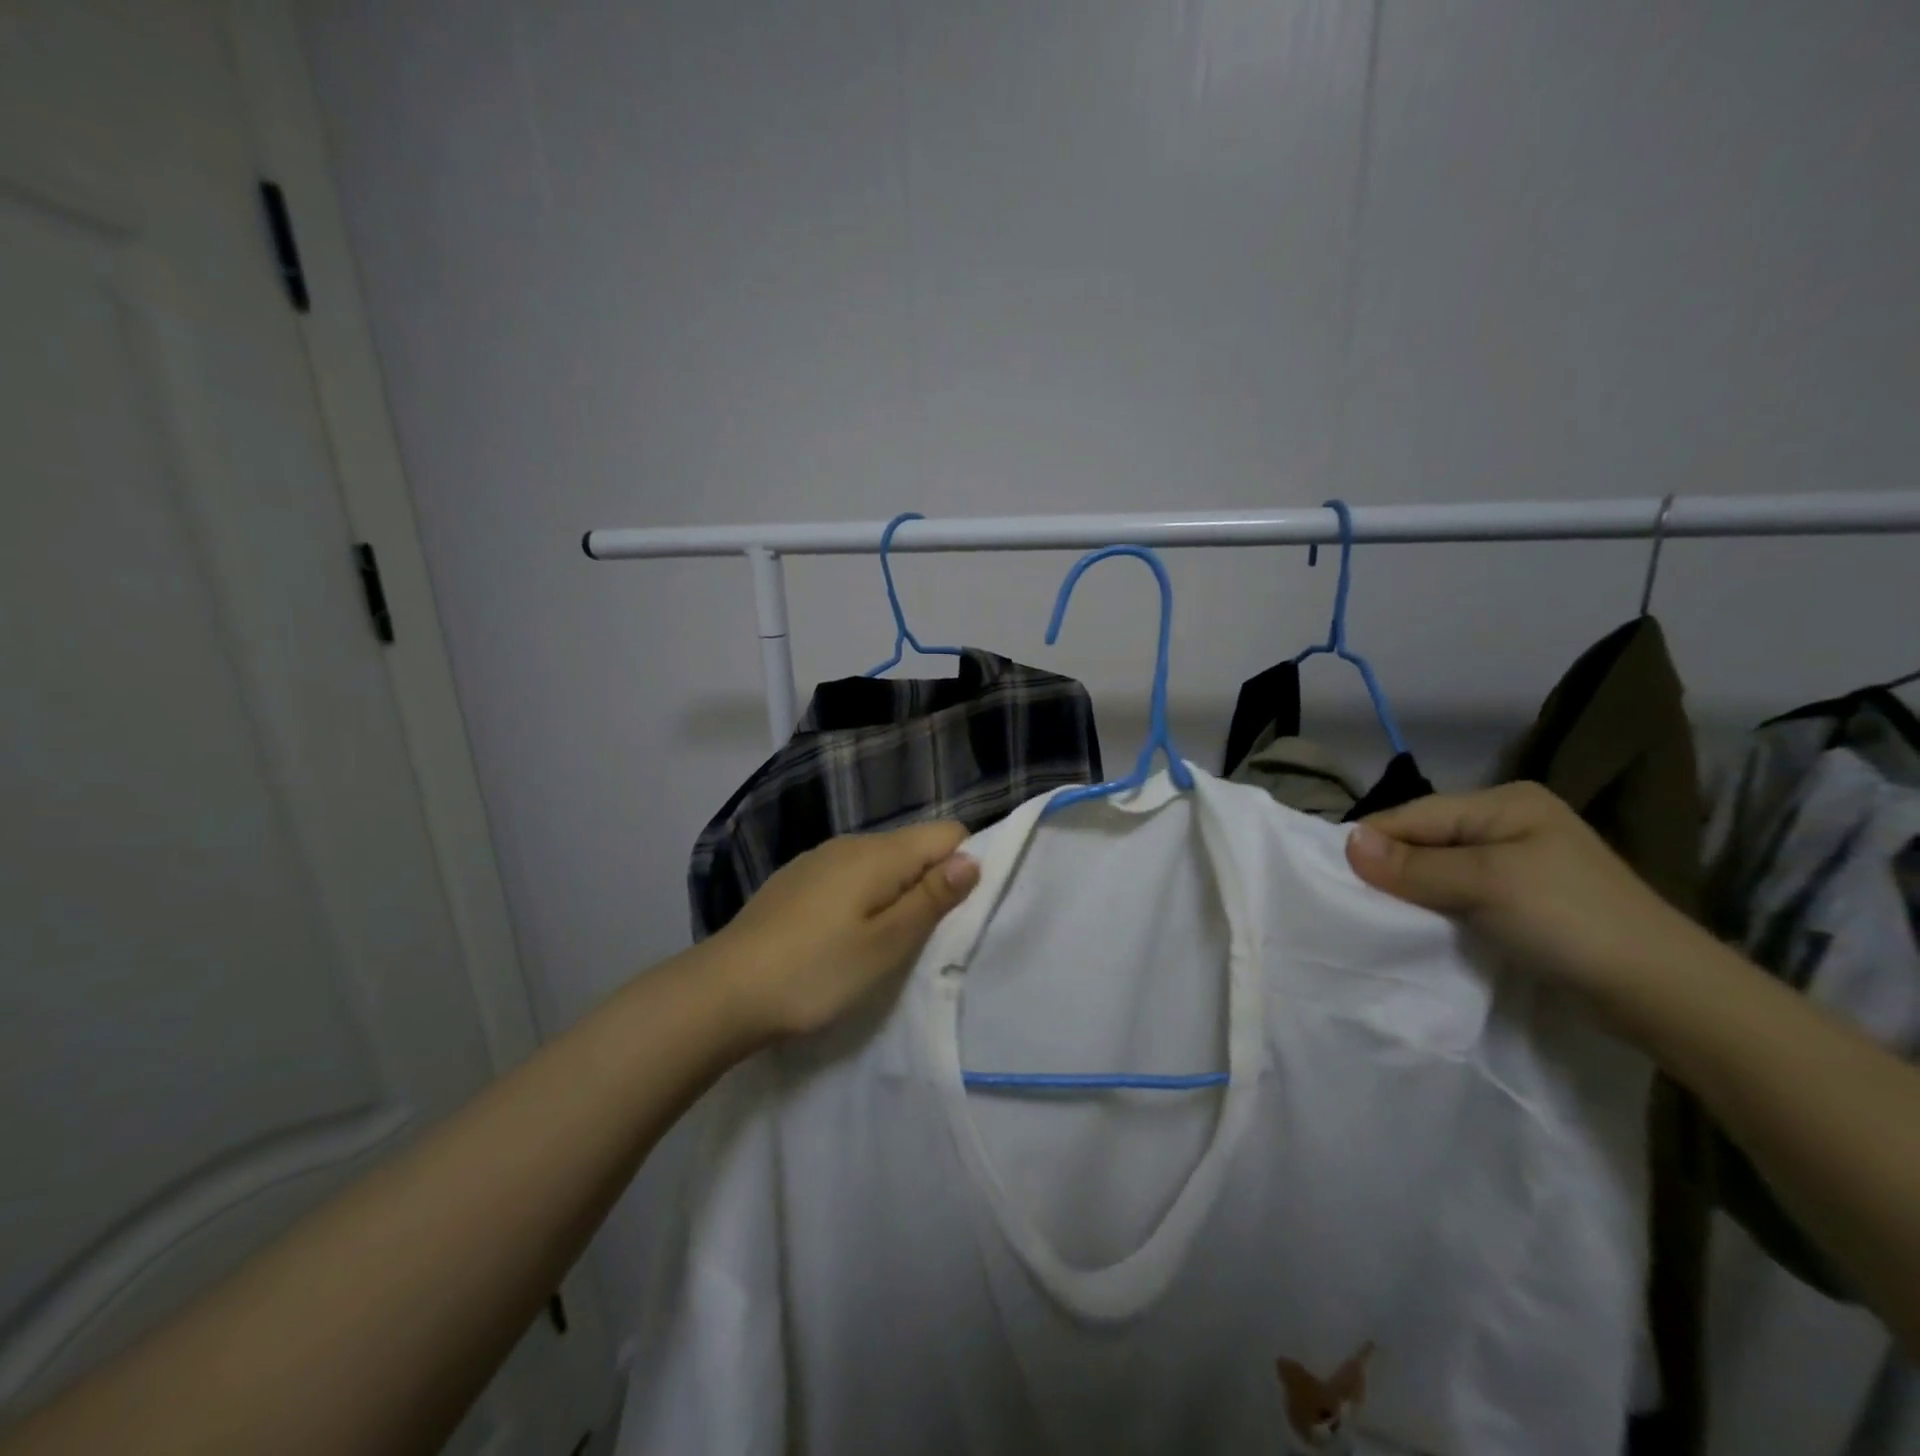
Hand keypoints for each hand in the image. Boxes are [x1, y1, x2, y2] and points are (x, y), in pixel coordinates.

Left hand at [707, 821, 981, 1039]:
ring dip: (895, 894)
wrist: (722, 990)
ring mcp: (818, 859)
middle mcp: (850, 843)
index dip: (965, 864)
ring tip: (883, 944)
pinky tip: (842, 938)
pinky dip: (862, 899)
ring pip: (879, 864)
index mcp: (879, 853)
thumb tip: (972, 859)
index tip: (958, 911)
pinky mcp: (796, 880)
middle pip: (913, 847)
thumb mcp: (885, 944)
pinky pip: (848, 877)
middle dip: (930, 884)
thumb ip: (931, 898)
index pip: (947, 832)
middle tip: (922, 939)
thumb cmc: (815, 971)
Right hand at [1344, 782, 1703, 998]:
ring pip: (1438, 869)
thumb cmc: (1573, 922)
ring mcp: (1518, 863)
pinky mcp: (1523, 900)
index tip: (1335, 878)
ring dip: (1411, 891)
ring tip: (1379, 916)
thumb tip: (1346, 842)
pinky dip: (1435, 907)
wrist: (1666, 995)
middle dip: (1390, 868)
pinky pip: (1458, 893)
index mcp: (1504, 803)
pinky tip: (1420, 925)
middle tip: (1354, 901)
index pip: (1414, 814)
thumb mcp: (1486, 883)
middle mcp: (1508, 823)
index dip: (1374, 843)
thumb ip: (1414, 864)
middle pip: (1424, 839)